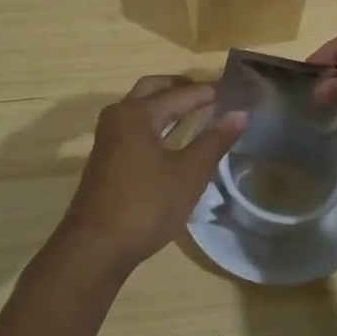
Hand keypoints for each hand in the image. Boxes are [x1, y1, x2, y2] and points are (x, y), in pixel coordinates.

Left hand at [52, 76, 246, 273]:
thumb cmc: (146, 205)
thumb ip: (214, 141)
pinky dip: (156, 123)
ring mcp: (109, 139)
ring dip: (166, 105)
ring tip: (195, 110)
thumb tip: (241, 113)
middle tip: (208, 91)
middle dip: (180, 87)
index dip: (207, 91)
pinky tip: (173, 139)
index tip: (231, 88)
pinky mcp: (107, 159)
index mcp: (137, 114)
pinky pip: (135, 127)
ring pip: (140, 108)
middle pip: (152, 90)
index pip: (179, 94)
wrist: (96, 247)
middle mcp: (119, 117)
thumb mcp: (188, 174)